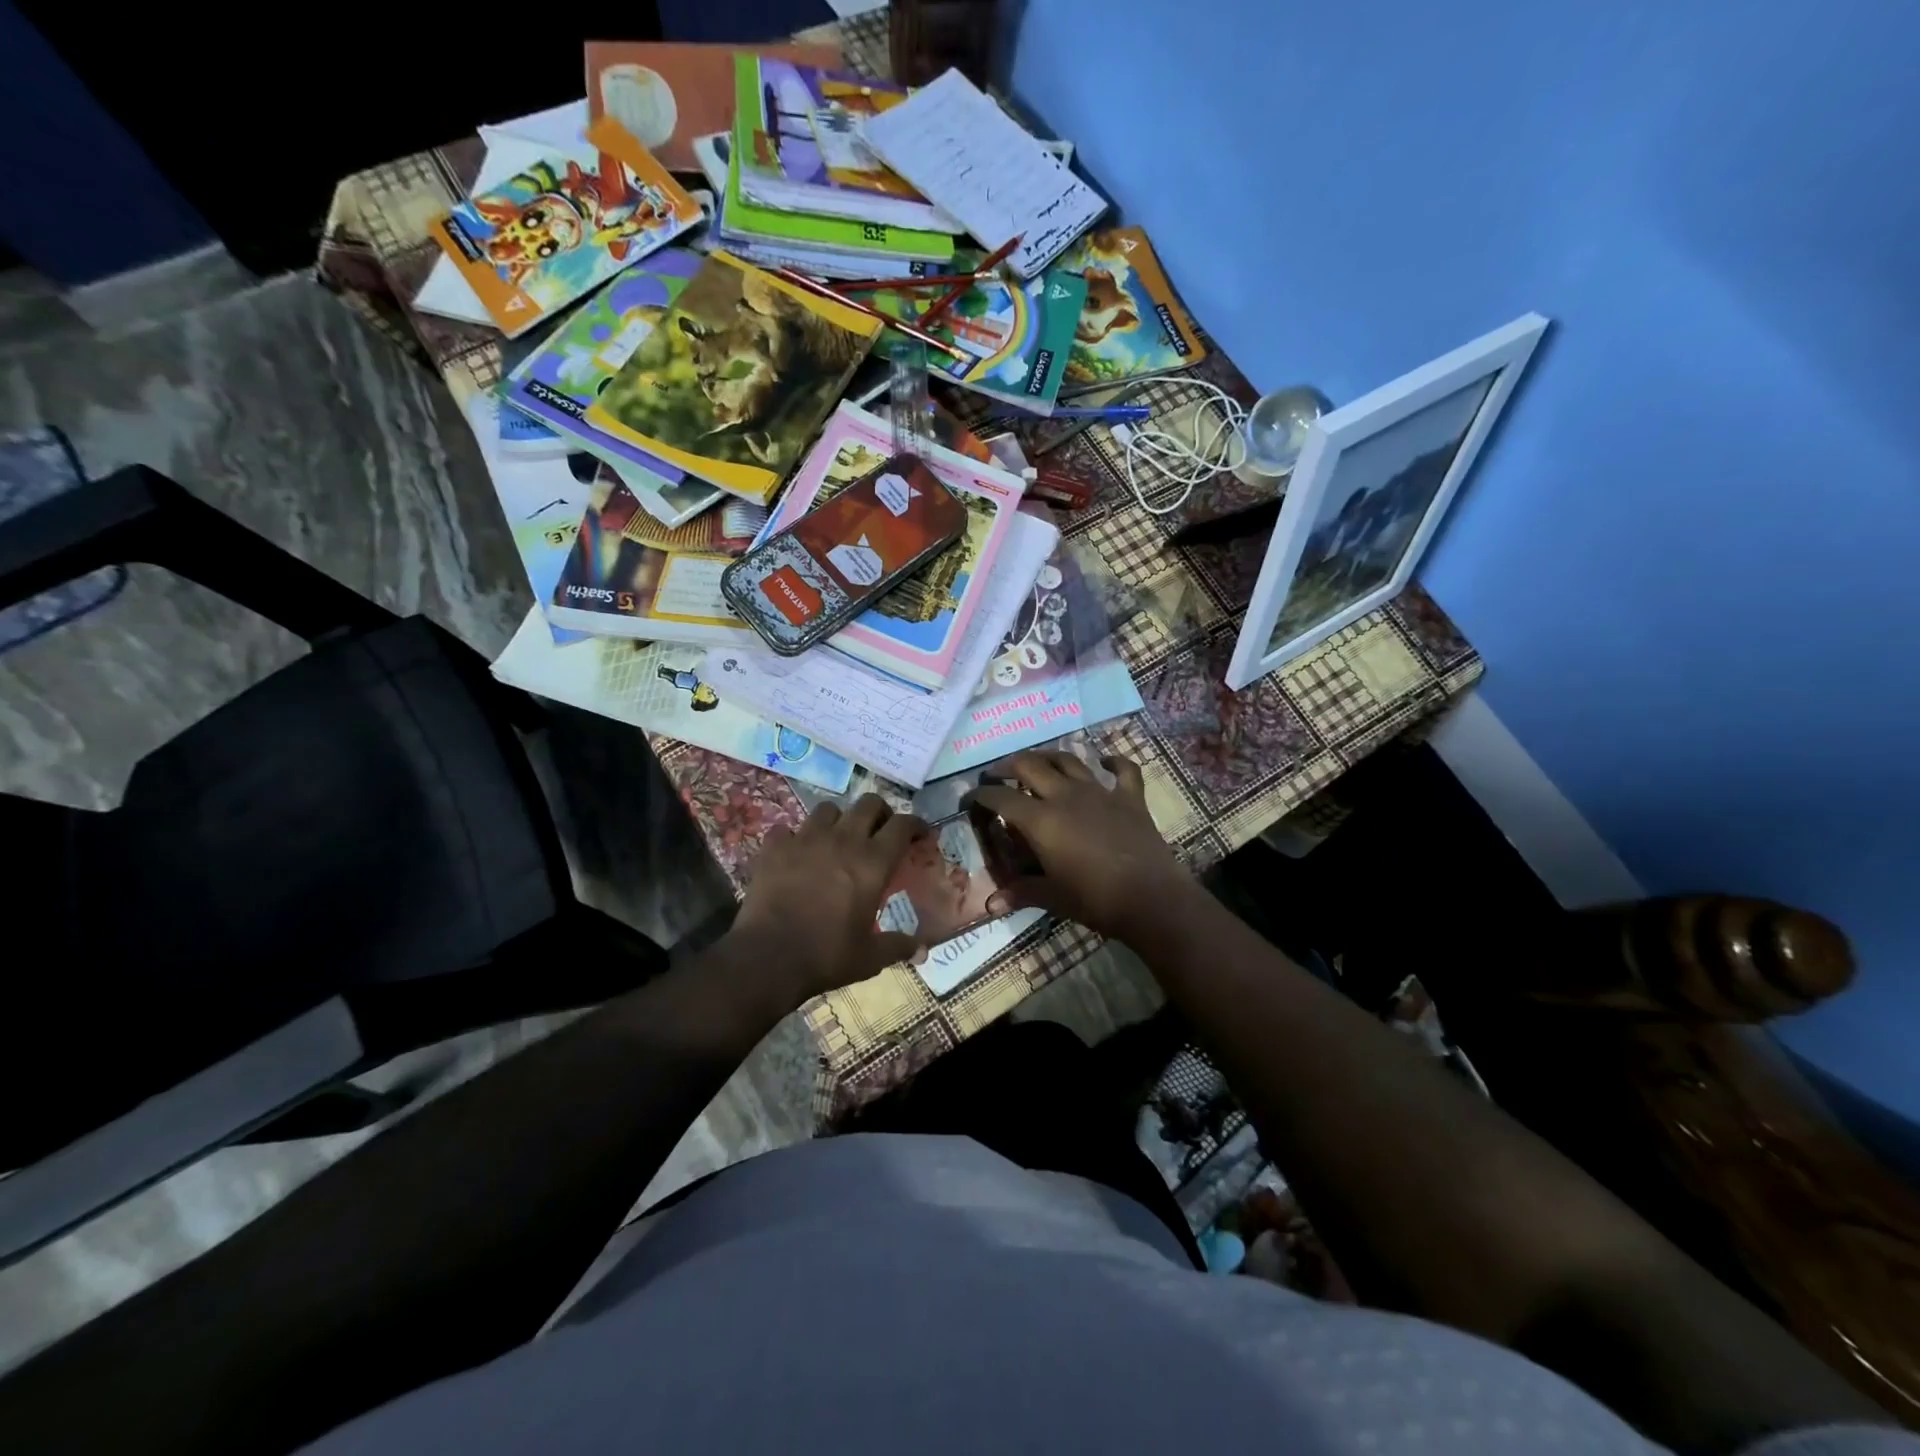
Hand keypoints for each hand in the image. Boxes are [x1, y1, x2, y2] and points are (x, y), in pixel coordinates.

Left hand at [730, 795, 926, 1002]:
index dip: (916, 825)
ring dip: (839, 820)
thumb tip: (922, 950)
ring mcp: (806, 839)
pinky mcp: (775, 847)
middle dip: (880, 813)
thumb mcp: (870, 957)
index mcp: (872, 863)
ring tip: (837, 839)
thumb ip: (898, 946)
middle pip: (869, 804)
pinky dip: (794, 838)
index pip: (903, 826)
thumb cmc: (827, 955)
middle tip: (881, 832)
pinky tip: (795, 854)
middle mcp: (843, 840)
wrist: (768, 958)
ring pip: (828, 809)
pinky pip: (788, 829)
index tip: (921, 834)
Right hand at [965, 752, 1191, 941]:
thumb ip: (1021, 893)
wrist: (1152, 898)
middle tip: (998, 773)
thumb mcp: (1053, 897)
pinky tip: (1104, 761)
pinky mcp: (1130, 797)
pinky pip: (1122, 769)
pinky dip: (1112, 761)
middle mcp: (1066, 796)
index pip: (1002, 798)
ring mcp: (1100, 792)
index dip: (982, 795)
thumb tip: (990, 904)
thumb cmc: (1095, 900)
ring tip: (1038, 761)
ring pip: (1068, 760)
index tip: (970, 797)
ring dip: (1049, 756)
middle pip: (1030, 765)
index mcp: (1041, 820)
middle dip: (1008, 765)